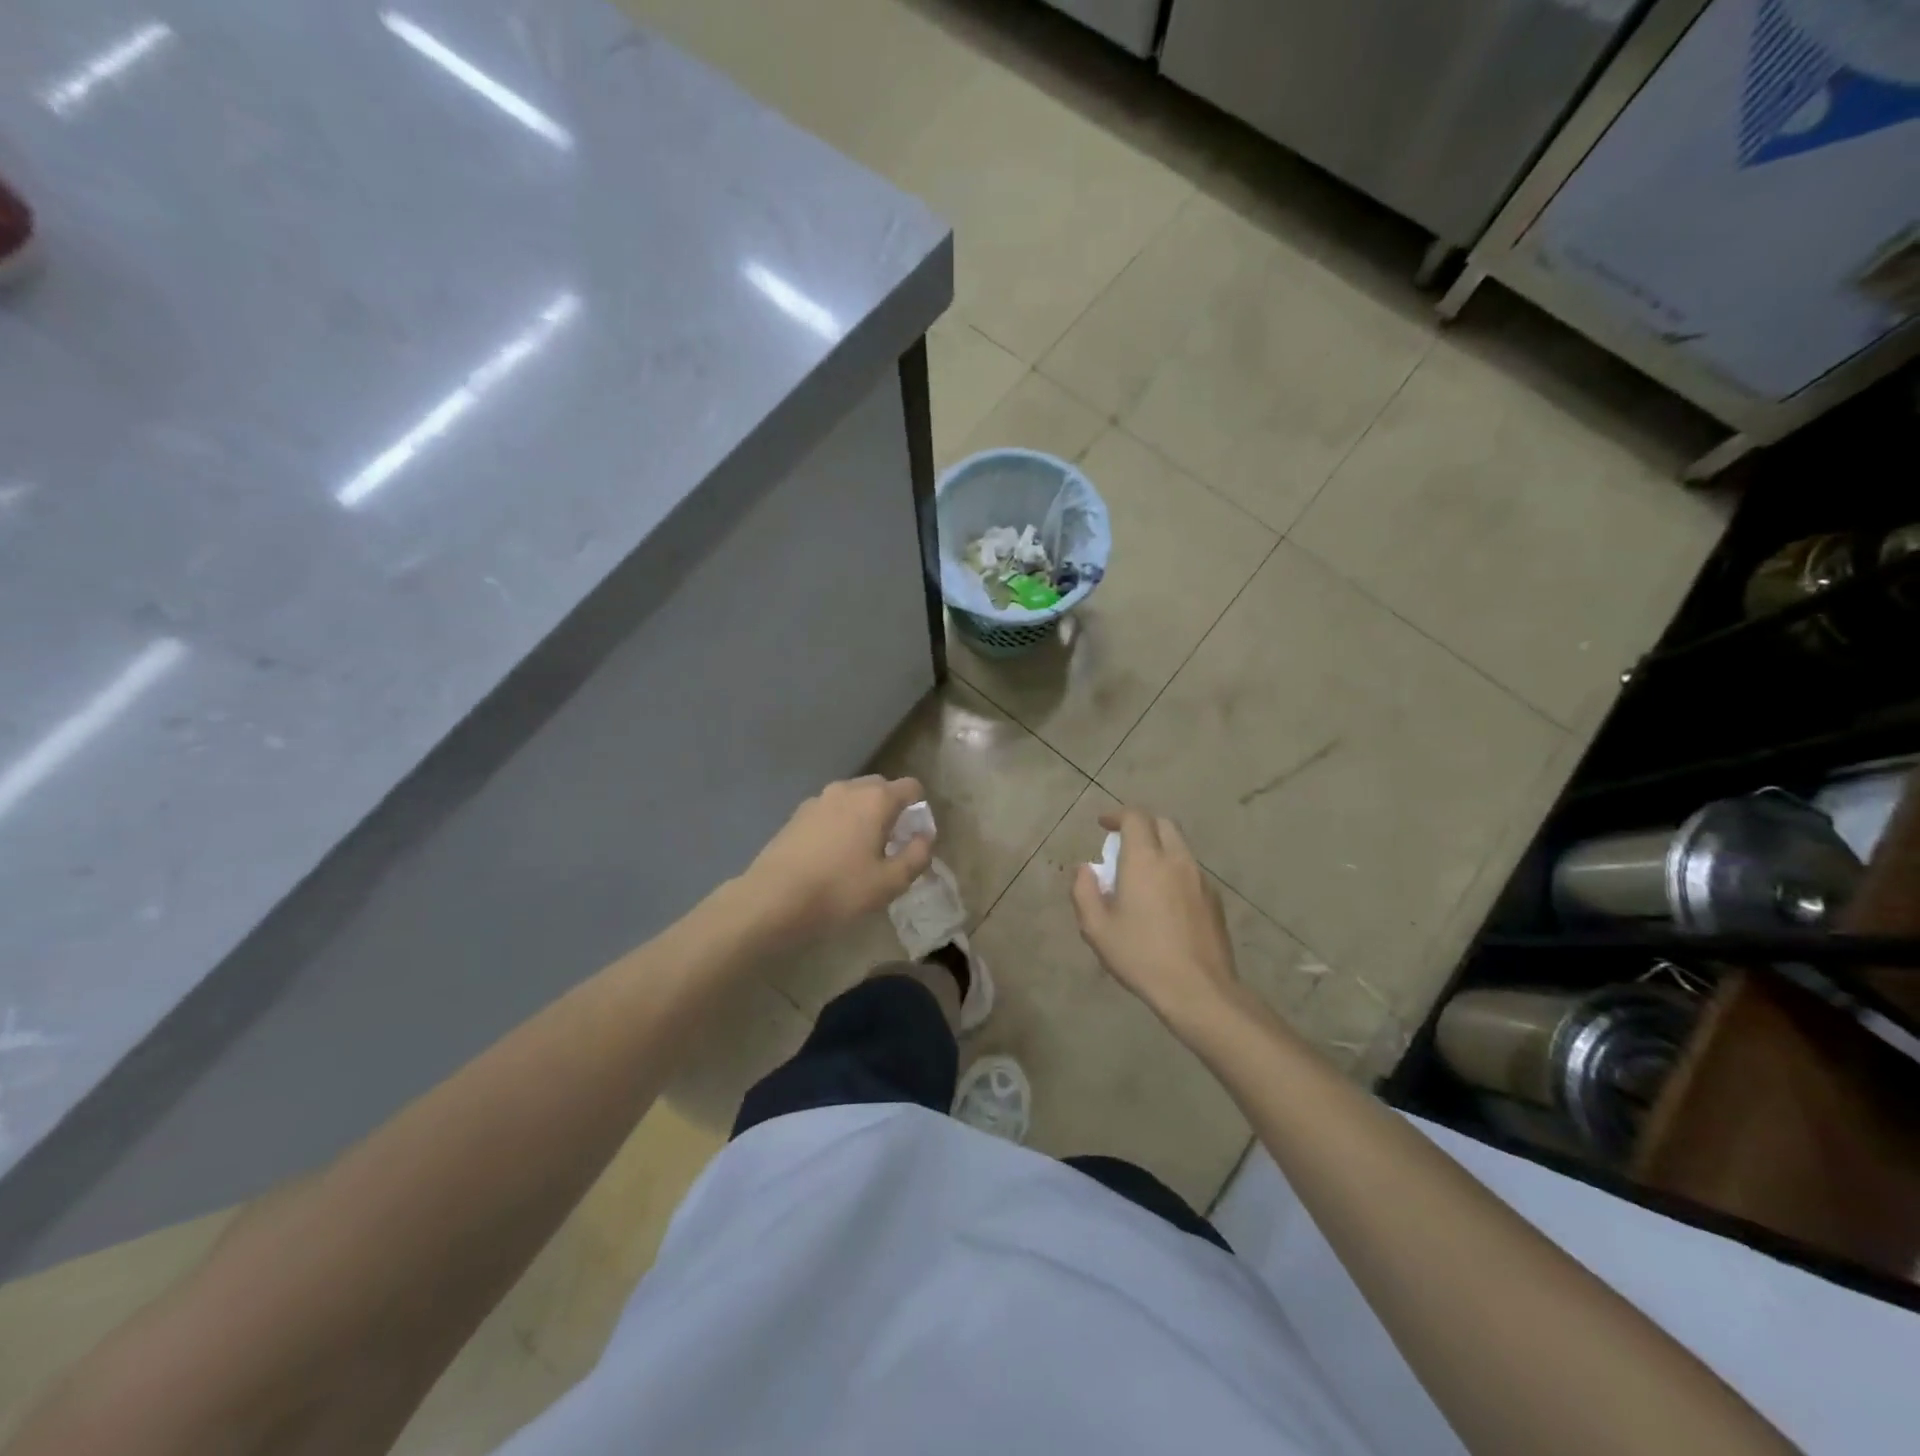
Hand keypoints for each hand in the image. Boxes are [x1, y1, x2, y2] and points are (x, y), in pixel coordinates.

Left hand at [739, 776, 933, 943]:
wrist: (773, 898)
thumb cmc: (840, 889)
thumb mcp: (890, 882)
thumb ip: (917, 856)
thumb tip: (924, 837)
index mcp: (876, 799)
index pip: (911, 787)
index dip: (919, 809)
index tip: (914, 837)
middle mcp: (848, 789)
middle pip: (881, 788)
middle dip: (891, 809)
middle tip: (890, 845)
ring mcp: (818, 799)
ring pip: (853, 798)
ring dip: (863, 815)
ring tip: (860, 851)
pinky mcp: (797, 814)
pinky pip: (830, 810)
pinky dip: (839, 823)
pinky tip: (832, 854)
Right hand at [1071, 807, 1242, 1032]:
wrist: (1198, 989)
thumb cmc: (1141, 956)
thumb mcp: (1097, 928)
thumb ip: (1084, 891)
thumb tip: (1084, 869)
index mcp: (1145, 860)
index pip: (1135, 817)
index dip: (1117, 815)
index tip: (1103, 825)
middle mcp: (1176, 860)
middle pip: (1162, 824)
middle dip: (1141, 826)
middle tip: (1122, 844)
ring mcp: (1200, 878)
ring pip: (1179, 846)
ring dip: (1159, 848)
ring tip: (1142, 874)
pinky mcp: (1214, 899)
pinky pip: (1191, 871)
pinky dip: (1174, 870)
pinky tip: (1164, 900)